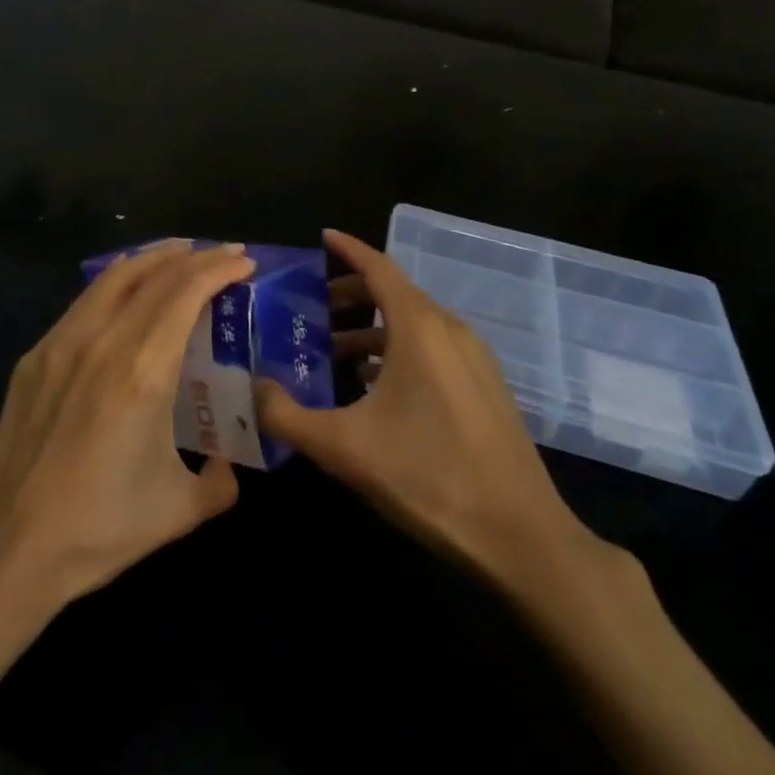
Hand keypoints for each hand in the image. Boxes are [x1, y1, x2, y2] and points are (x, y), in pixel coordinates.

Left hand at [0, 240, 254, 611]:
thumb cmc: (99, 529)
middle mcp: (103, 341)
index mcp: (143, 371)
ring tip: (181, 254)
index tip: (245, 261)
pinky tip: (128, 292)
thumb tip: (229, 465)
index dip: (219, 268)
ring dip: (154, 258)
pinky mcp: (35, 356)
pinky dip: (118, 282)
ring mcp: (62, 343)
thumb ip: (220, 482)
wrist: (8, 549)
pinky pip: (85, 301)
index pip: (186, 293)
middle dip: (196, 256)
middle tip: (224, 253)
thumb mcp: (179, 511)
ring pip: (114, 277)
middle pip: (155, 275)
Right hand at [257, 229, 615, 600]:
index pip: (379, 267)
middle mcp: (450, 330)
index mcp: (420, 328)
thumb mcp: (344, 448)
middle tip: (312, 309)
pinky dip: (397, 351)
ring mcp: (474, 359)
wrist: (521, 537)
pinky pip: (432, 350)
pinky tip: (374, 388)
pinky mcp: (485, 387)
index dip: (348, 249)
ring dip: (372, 330)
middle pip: (395, 293)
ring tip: (333, 353)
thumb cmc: (428, 477)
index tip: (321, 237)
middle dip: (352, 294)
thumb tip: (253, 389)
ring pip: (414, 325)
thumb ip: (288, 416)